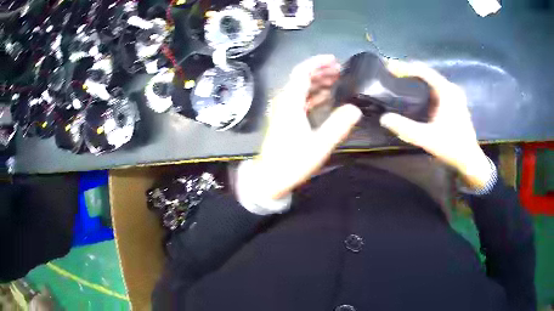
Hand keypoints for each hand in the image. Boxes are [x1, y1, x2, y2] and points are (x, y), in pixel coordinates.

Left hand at [246, 55, 361, 199]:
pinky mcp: (285, 119)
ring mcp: (284, 110)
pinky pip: (300, 100)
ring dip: (317, 82)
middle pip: (301, 78)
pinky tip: (325, 97)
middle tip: (340, 70)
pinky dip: (313, 95)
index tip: (334, 60)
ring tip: (336, 81)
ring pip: (301, 88)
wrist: (270, 179)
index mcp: (290, 102)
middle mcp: (285, 102)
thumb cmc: (292, 162)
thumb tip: (355, 109)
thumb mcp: (319, 145)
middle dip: (320, 71)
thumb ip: (338, 126)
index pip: (302, 72)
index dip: (317, 63)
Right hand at [380, 60, 491, 188]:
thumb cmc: (452, 147)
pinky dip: (423, 89)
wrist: (470, 161)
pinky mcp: (454, 104)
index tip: (388, 68)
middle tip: (391, 74)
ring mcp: (454, 96)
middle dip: (409, 72)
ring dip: (416, 80)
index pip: (423, 71)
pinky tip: (415, 96)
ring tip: (400, 82)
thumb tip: (384, 119)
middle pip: (427, 73)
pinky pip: (435, 90)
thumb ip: (405, 128)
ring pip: (431, 81)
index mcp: (447, 91)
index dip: (404, 67)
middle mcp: (451, 89)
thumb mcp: (427, 138)